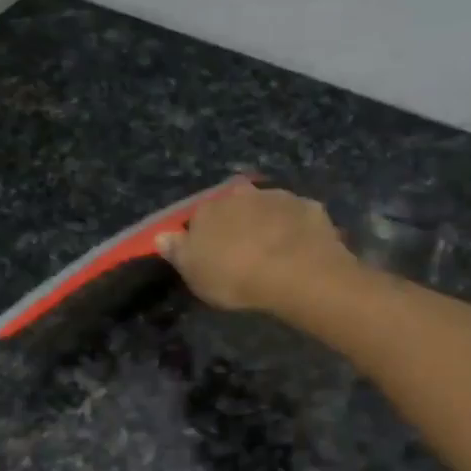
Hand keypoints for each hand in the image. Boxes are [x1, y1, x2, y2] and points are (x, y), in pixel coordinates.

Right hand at [155, 182, 357, 314]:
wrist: (294, 271)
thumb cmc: (234, 276)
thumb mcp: (194, 273)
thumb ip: (177, 252)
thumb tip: (160, 236)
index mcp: (209, 208)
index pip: (199, 217)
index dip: (204, 236)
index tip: (210, 256)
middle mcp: (242, 194)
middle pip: (235, 207)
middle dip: (237, 223)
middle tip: (243, 252)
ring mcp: (279, 197)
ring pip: (267, 208)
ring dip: (267, 223)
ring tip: (273, 252)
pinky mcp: (309, 208)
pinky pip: (298, 218)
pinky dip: (296, 230)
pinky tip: (299, 250)